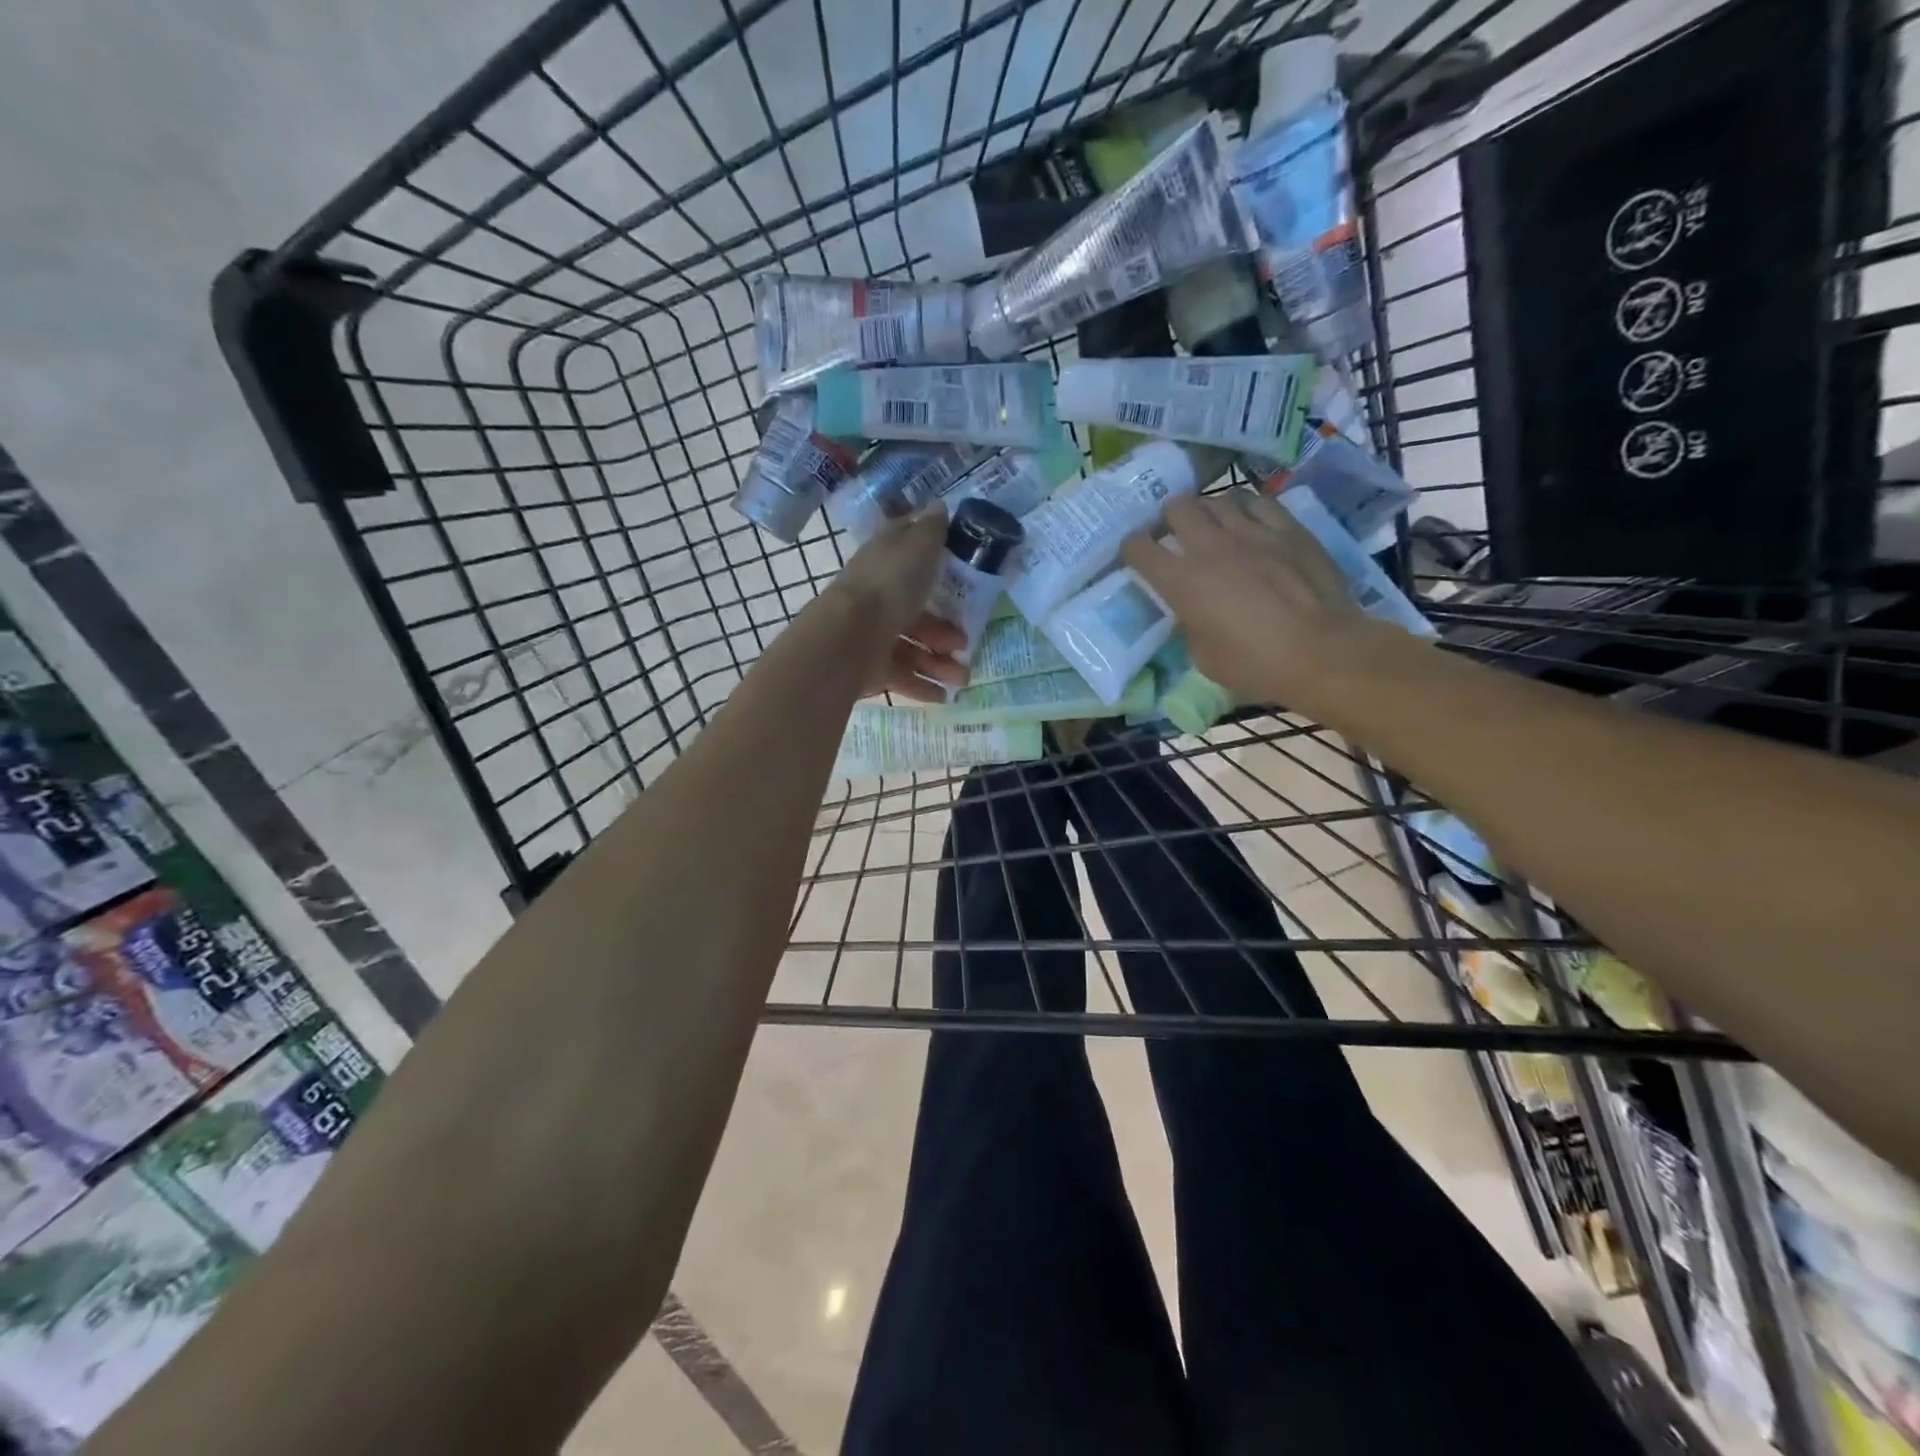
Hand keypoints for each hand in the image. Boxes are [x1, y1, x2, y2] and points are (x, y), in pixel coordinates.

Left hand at [825, 508, 969, 703]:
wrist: (849, 636)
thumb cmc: (888, 585)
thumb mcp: (916, 547)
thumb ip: (931, 529)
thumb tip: (939, 505)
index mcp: (886, 564)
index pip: (910, 557)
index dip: (934, 562)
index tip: (963, 575)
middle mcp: (878, 598)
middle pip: (917, 614)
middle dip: (946, 632)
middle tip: (966, 645)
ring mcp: (873, 635)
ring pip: (913, 649)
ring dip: (940, 664)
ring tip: (962, 680)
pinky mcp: (870, 668)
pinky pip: (901, 677)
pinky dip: (923, 687)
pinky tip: (943, 697)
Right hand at [1121, 490, 1370, 708]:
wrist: (1321, 652)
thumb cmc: (1255, 665)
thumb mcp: (1202, 656)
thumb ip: (1189, 624)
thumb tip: (1191, 610)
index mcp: (1181, 581)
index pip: (1139, 548)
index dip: (1131, 549)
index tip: (1135, 556)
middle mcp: (1209, 547)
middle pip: (1176, 508)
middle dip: (1169, 519)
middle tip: (1175, 534)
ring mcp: (1251, 532)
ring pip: (1216, 498)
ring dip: (1207, 510)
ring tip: (1212, 525)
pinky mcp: (1287, 529)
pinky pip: (1257, 502)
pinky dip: (1244, 507)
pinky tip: (1247, 519)